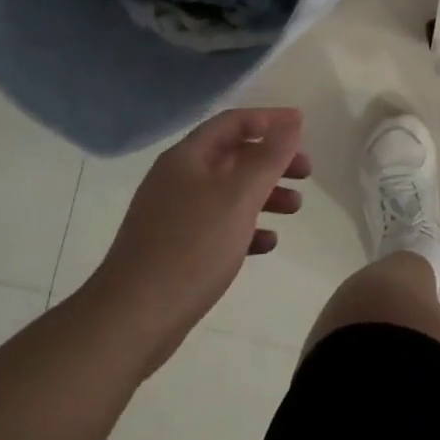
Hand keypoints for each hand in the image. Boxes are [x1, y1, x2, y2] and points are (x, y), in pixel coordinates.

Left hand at [90, 108, 309, 357]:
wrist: (132, 319)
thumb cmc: (191, 248)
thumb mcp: (240, 196)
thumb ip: (270, 156)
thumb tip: (292, 121)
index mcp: (187, 158)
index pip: (233, 122)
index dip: (270, 119)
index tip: (303, 126)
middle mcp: (178, 179)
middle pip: (233, 156)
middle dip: (272, 161)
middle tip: (306, 173)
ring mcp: (174, 215)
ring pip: (229, 192)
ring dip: (265, 194)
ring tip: (295, 209)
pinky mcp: (175, 248)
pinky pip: (218, 226)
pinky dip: (246, 227)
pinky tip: (267, 243)